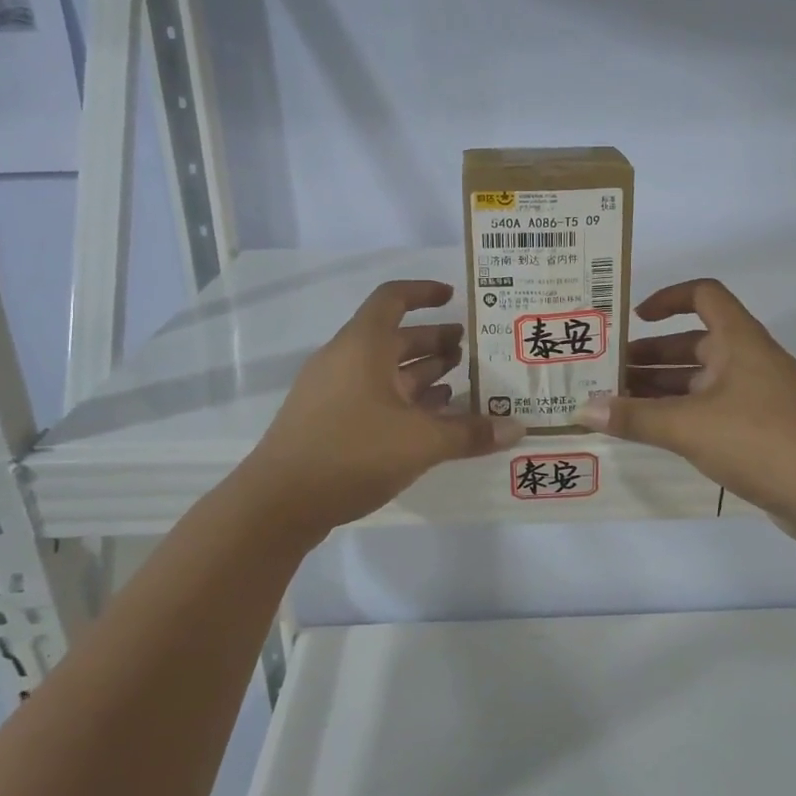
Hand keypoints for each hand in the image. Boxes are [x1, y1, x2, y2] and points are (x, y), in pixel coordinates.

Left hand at [238, 280, 524, 536]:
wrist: (278, 503)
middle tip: (470, 350)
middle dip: (433, 340)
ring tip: (460, 383)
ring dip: (421, 373)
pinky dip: (403, 401)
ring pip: (384, 371)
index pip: (393, 298)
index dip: (423, 292)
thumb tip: (518, 427)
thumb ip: (470, 433)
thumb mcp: (421, 442)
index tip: (453, 296)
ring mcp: (333, 392)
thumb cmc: (352, 452)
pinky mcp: (328, 422)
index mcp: (363, 346)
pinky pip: (373, 397)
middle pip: (393, 337)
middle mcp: (345, 360)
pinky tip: (430, 420)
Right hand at [577, 278, 795, 545]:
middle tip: (606, 372)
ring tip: (616, 403)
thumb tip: (582, 410)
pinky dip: (680, 414)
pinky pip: (709, 409)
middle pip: (693, 342)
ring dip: (660, 387)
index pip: (704, 295)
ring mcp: (755, 396)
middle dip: (649, 355)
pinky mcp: (758, 429)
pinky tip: (650, 432)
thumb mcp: (689, 427)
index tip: (634, 317)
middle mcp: (748, 360)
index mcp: (740, 341)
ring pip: (699, 380)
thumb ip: (634, 418)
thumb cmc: (760, 442)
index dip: (668, 298)